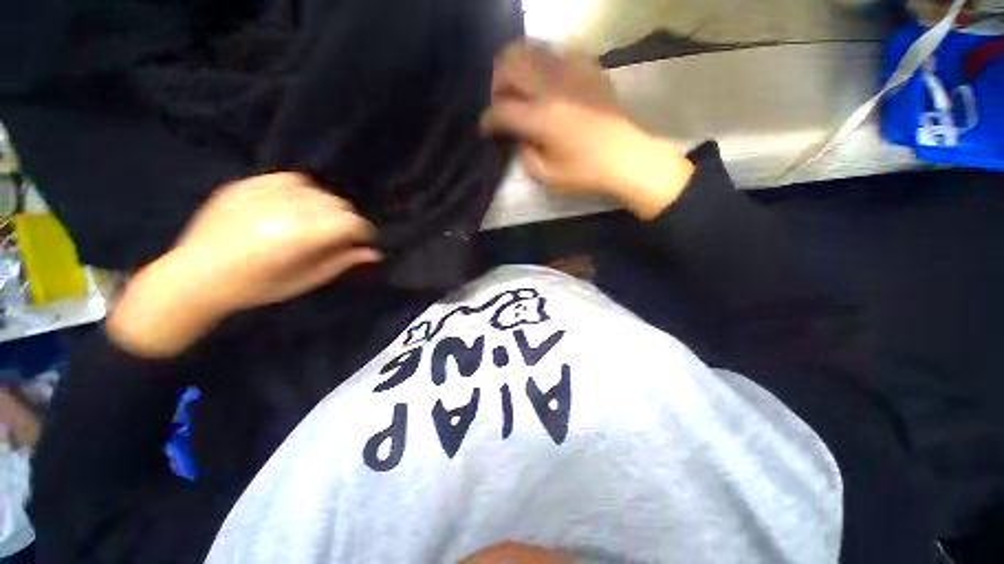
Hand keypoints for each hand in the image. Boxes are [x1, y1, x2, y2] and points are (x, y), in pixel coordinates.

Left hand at [108, 173, 380, 357]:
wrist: (193, 277)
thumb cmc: (254, 288)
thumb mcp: (304, 282)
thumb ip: (341, 263)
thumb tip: (373, 253)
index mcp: (297, 236)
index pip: (349, 222)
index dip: (364, 231)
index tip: (365, 241)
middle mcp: (282, 208)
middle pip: (336, 204)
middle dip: (346, 220)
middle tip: (341, 236)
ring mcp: (259, 192)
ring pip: (316, 189)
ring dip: (325, 206)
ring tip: (317, 221)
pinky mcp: (244, 185)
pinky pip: (287, 179)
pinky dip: (301, 191)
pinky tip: (295, 206)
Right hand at [481, 41, 694, 219]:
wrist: (626, 157)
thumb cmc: (586, 172)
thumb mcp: (547, 177)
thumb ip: (524, 156)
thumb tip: (519, 138)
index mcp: (541, 118)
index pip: (501, 110)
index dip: (487, 120)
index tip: (486, 128)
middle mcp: (552, 86)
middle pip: (510, 63)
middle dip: (497, 83)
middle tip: (502, 103)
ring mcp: (572, 71)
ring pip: (531, 49)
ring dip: (517, 67)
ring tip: (520, 89)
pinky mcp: (588, 67)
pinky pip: (556, 53)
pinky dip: (543, 64)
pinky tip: (548, 84)